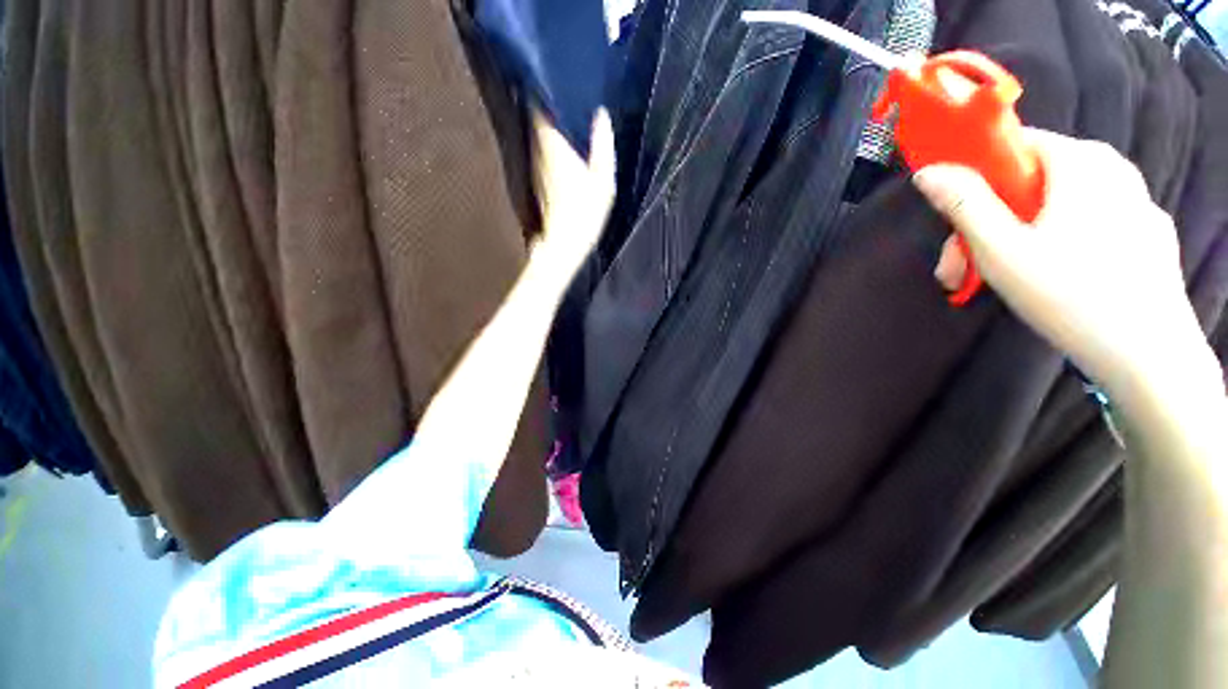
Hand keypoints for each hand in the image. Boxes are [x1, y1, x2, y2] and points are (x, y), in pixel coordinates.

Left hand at [530, 109, 614, 272]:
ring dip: (543, 126)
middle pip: (535, 121)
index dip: (542, 93)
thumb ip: (602, 146)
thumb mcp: (603, 180)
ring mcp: (535, 169)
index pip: (540, 109)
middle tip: (558, 95)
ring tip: (559, 116)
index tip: (551, 81)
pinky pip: (539, 154)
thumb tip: (601, 115)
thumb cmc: (586, 212)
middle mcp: (539, 154)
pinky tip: (557, 147)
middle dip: (543, 106)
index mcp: (554, 147)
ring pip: (535, 138)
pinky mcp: (536, 183)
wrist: (564, 244)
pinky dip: (545, 145)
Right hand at [912, 128, 1201, 392]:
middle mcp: (1112, 169)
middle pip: (1031, 184)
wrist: (1150, 359)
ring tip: (994, 284)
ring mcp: (1135, 202)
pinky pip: (1087, 224)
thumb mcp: (1001, 250)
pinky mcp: (1146, 235)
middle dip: (987, 226)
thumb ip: (963, 204)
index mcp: (1081, 161)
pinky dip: (1056, 245)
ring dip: (1016, 240)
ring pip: (1057, 206)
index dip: (971, 183)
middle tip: (959, 272)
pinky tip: (1049, 282)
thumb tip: (928, 171)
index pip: (1012, 147)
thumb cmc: (1070, 296)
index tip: (950, 226)